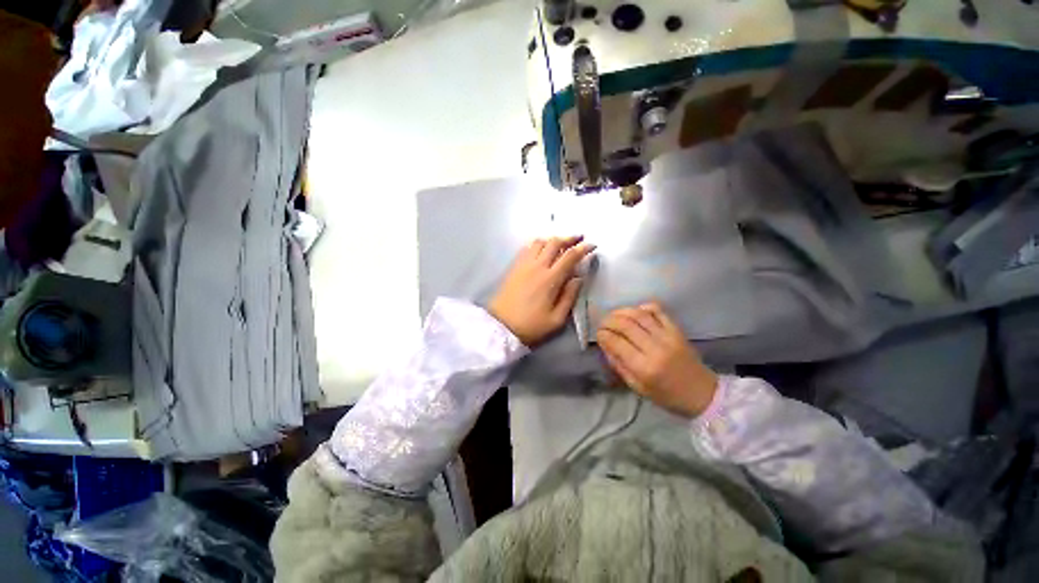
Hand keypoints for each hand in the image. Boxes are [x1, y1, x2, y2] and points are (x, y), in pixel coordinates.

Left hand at [489, 236, 595, 345]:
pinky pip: (527, 248)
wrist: (501, 326)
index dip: (583, 248)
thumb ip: (570, 296)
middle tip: (579, 239)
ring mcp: (523, 265)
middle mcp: (537, 266)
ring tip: (561, 244)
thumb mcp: (557, 319)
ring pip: (540, 242)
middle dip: (569, 238)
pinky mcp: (514, 267)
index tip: (592, 245)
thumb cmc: (531, 325)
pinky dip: (538, 244)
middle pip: (555, 242)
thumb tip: (579, 278)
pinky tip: (541, 251)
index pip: (570, 256)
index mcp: (550, 279)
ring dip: (553, 239)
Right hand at [596, 303, 717, 417]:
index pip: (616, 342)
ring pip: (639, 315)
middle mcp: (655, 348)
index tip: (598, 334)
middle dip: (608, 321)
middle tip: (602, 323)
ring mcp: (668, 336)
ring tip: (613, 315)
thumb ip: (618, 364)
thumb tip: (605, 344)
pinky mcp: (676, 330)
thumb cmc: (666, 396)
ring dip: (622, 311)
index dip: (603, 335)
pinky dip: (643, 307)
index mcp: (644, 367)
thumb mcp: (637, 387)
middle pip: (625, 325)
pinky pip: (658, 311)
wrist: (702, 394)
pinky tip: (635, 311)